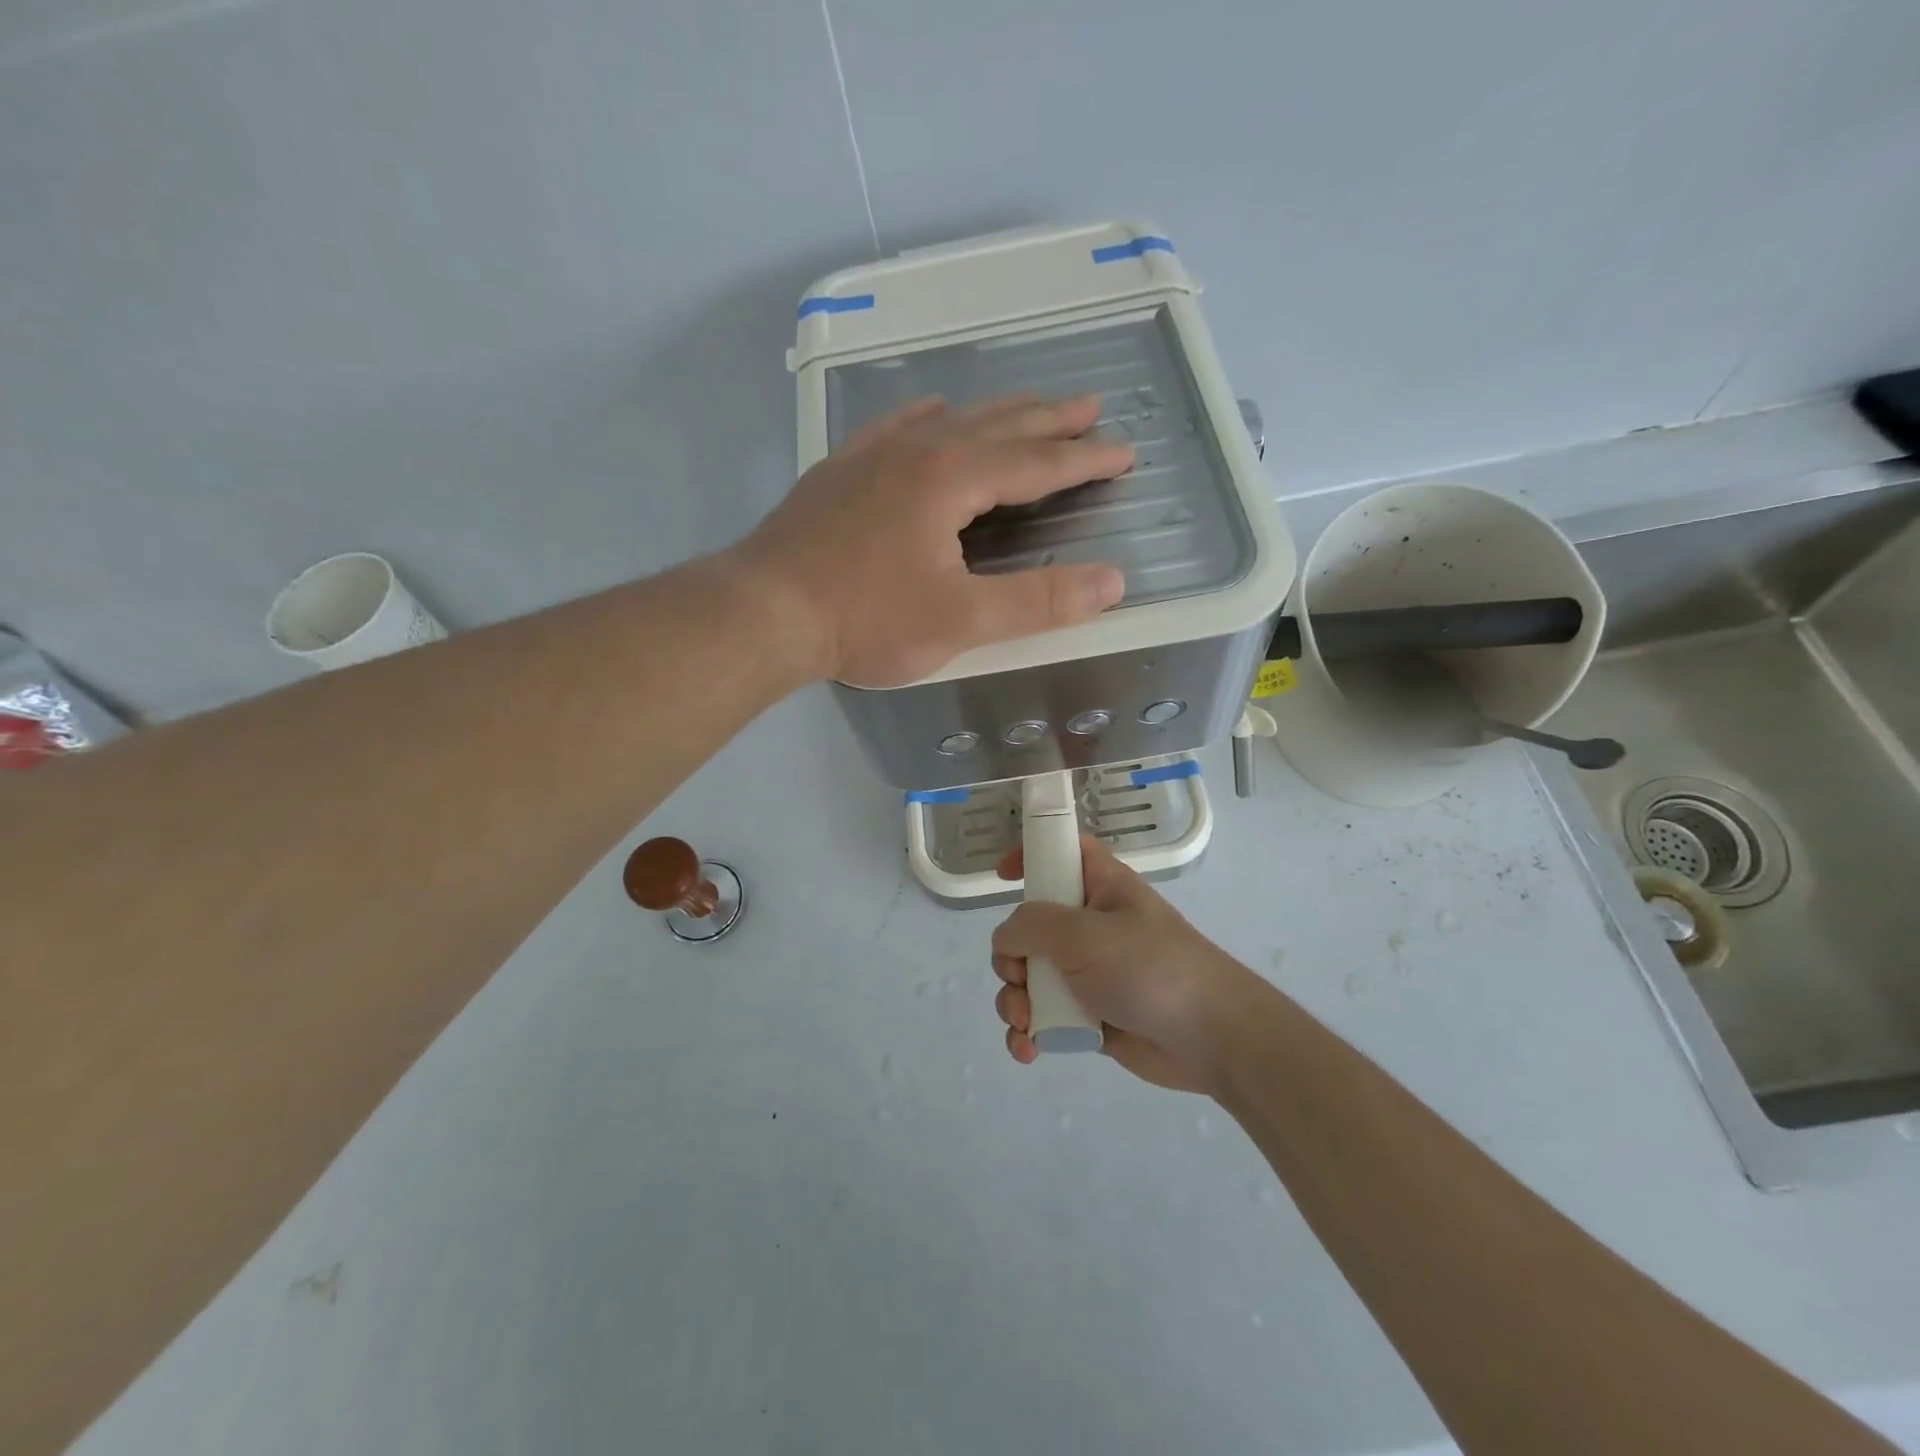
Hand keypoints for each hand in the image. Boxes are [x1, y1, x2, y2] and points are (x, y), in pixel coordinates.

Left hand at [735, 394, 1131, 686]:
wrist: (765, 610)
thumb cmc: (867, 619)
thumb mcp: (961, 621)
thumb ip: (1038, 601)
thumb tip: (1111, 582)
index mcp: (952, 479)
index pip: (1036, 462)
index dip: (1084, 459)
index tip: (1123, 451)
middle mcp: (917, 451)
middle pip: (998, 426)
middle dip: (1050, 420)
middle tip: (1090, 407)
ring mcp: (872, 455)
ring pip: (950, 420)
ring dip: (997, 415)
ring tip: (1027, 409)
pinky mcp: (840, 471)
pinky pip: (896, 426)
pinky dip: (928, 418)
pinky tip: (931, 413)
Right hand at [990, 835, 1260, 1092]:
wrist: (1211, 1038)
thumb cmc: (1149, 968)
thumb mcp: (1084, 934)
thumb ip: (1031, 926)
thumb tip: (1007, 941)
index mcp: (1101, 887)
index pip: (1063, 852)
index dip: (1032, 853)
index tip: (1002, 875)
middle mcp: (1091, 925)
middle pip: (1030, 925)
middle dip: (1010, 956)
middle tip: (1020, 975)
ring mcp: (1089, 973)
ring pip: (1030, 977)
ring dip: (1015, 1000)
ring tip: (1026, 1021)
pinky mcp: (1090, 1015)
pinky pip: (1045, 1016)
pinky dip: (1030, 1031)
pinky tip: (1028, 1049)